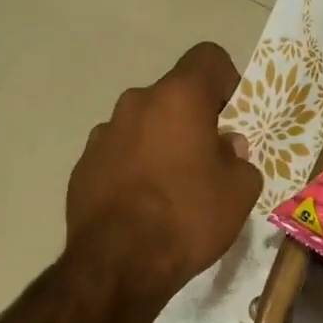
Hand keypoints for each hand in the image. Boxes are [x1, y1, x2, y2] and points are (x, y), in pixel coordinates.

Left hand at [67, 43, 262, 306]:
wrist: (118, 264)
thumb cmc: (189, 217)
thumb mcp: (240, 192)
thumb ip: (239, 160)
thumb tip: (226, 148)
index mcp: (179, 98)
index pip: (207, 57)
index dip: (225, 80)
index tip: (232, 115)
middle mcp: (136, 103)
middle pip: (173, 95)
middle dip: (193, 118)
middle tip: (207, 158)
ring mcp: (103, 133)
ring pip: (143, 125)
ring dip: (160, 143)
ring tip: (172, 187)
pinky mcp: (82, 165)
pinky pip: (119, 154)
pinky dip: (133, 168)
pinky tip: (142, 205)